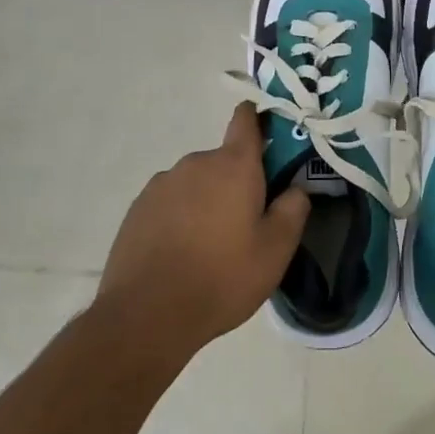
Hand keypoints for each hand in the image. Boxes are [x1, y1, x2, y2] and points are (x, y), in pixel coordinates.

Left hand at [97, 105, 309, 356]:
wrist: (146, 314)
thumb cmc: (222, 277)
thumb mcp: (275, 251)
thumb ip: (293, 210)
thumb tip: (296, 188)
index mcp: (234, 165)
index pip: (246, 119)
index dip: (259, 119)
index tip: (270, 136)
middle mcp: (196, 162)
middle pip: (224, 160)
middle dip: (237, 182)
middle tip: (246, 223)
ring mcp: (162, 183)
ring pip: (196, 183)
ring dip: (207, 201)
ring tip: (210, 246)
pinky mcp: (138, 207)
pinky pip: (170, 202)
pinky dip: (180, 217)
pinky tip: (181, 253)